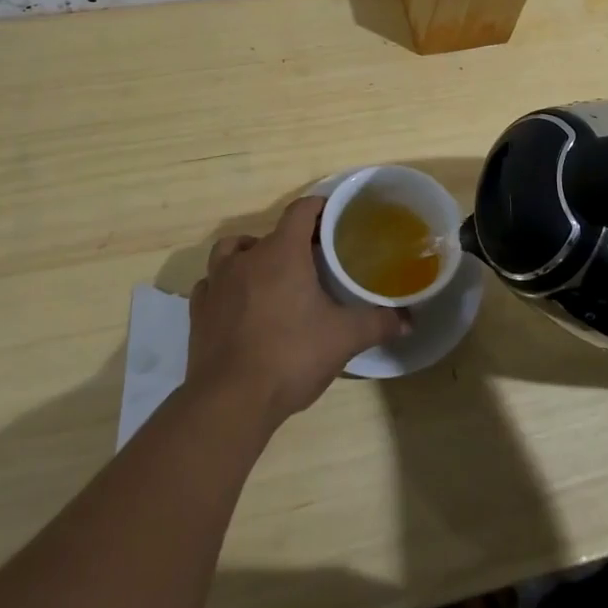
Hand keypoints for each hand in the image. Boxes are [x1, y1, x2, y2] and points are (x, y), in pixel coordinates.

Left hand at [186, 197, 408, 429]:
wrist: (230, 400)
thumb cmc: (290, 356)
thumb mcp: (344, 338)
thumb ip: (377, 323)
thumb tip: (408, 320)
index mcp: (283, 252)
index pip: (301, 211)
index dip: (319, 207)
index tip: (334, 217)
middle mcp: (247, 258)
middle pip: (270, 233)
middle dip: (291, 241)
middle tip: (312, 261)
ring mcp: (217, 283)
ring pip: (232, 251)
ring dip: (250, 256)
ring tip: (269, 276)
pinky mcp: (199, 311)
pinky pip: (212, 284)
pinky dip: (226, 286)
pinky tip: (238, 304)